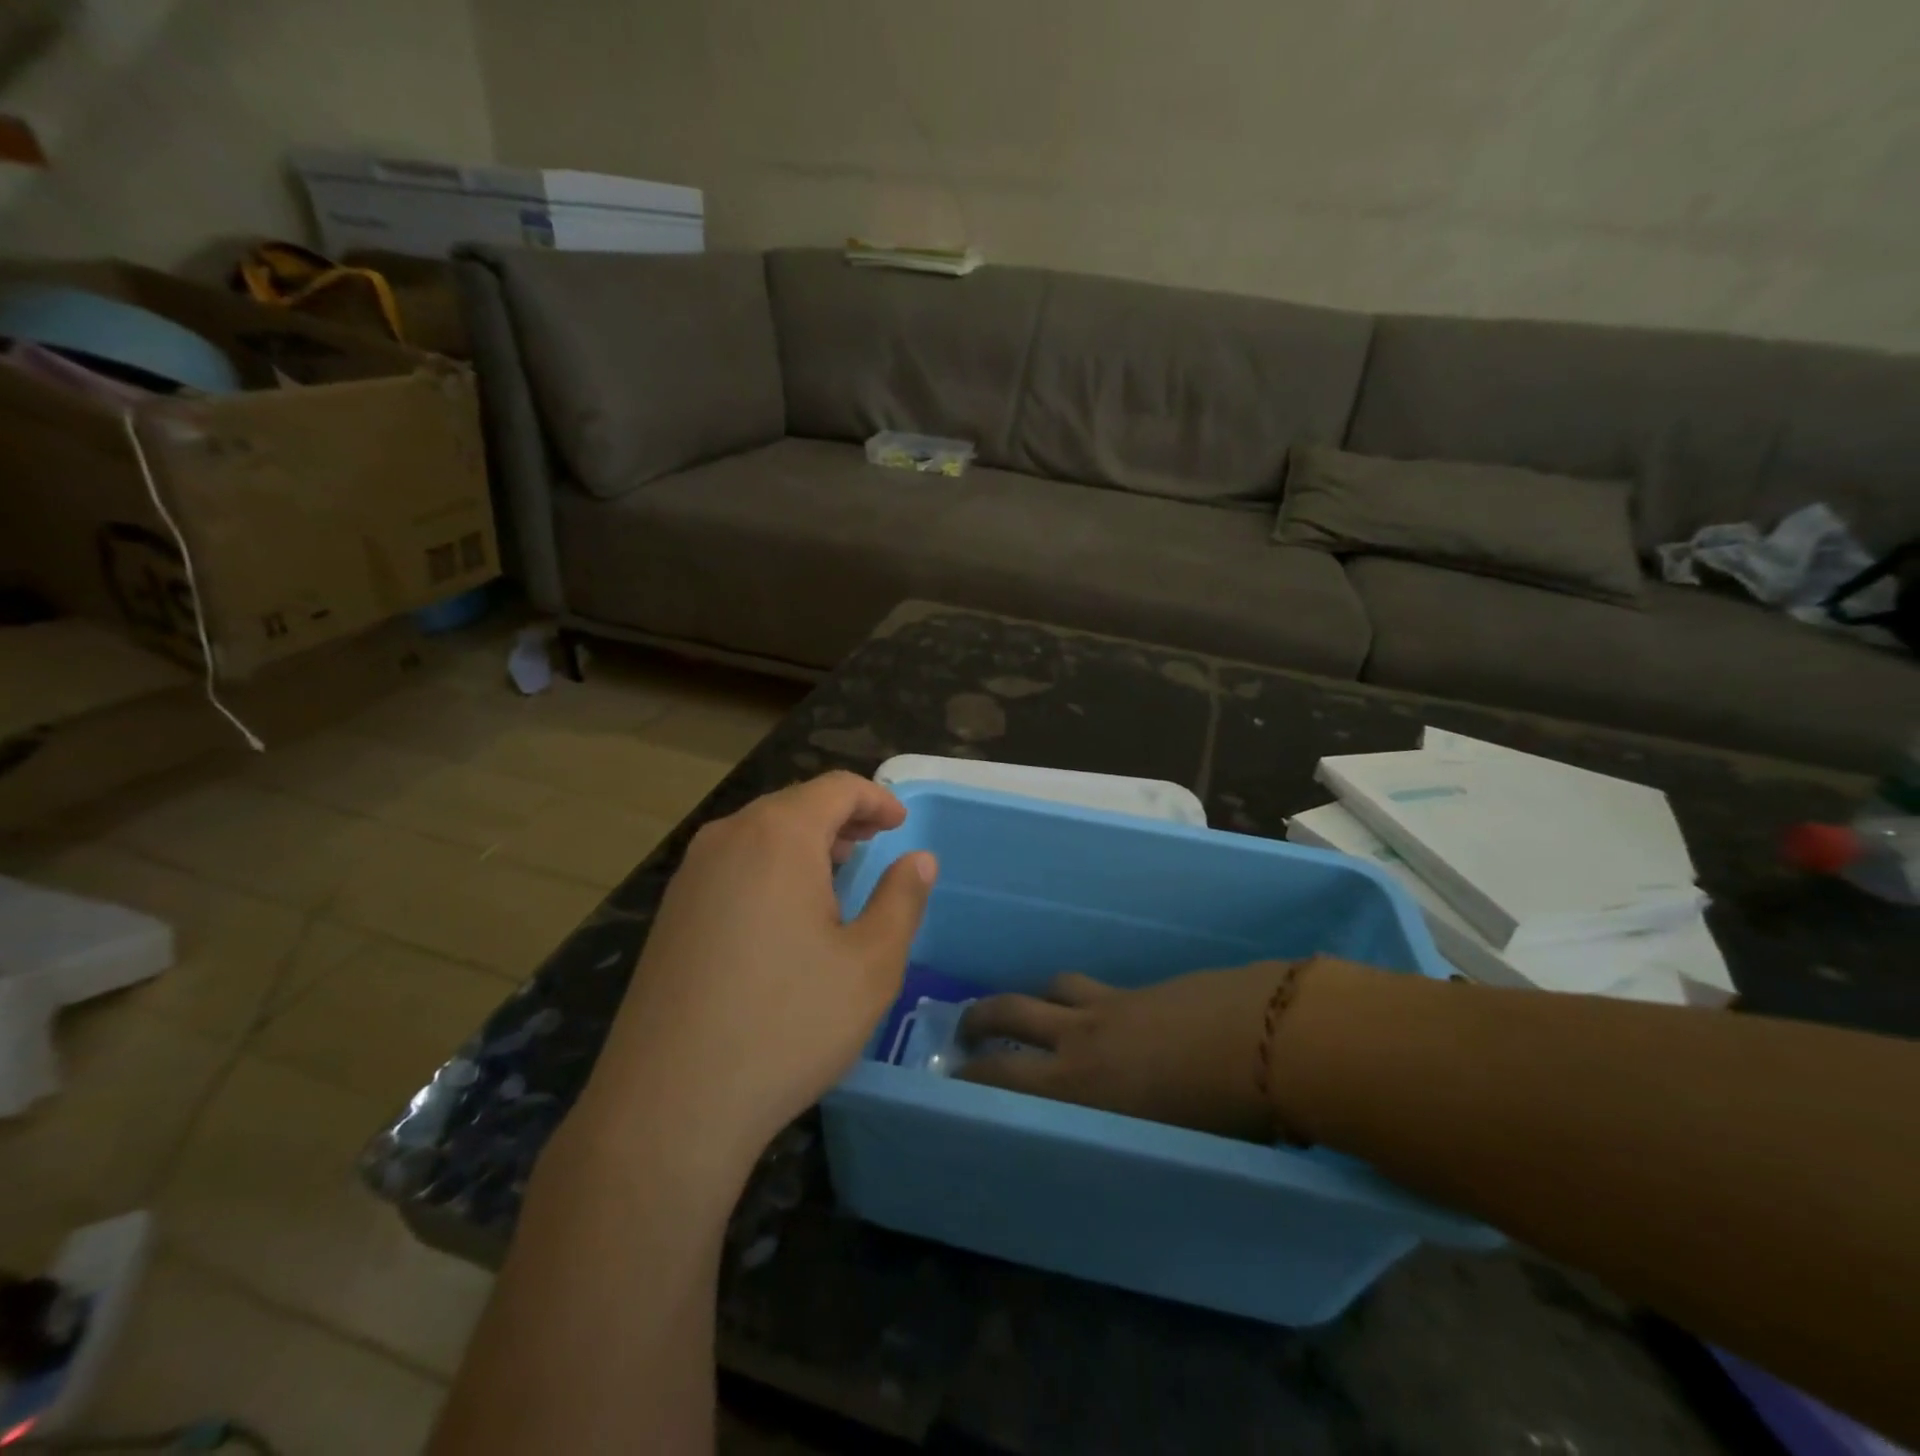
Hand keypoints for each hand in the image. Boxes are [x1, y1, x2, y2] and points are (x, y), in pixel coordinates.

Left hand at [585, 773, 936, 1165]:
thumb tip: (919, 859)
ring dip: (804, 842)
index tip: (900, 824)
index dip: (875, 798)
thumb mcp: (870, 964)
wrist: (671, 1104)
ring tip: (836, 875)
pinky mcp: (671, 914)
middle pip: (793, 804)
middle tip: (874, 845)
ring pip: (758, 834)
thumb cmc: (788, 1025)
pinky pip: (731, 865)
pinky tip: (785, 915)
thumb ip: (902, 899)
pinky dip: (770, 868)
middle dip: (840, 818)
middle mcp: (726, 840)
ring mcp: (690, 877)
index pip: (834, 787)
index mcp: (778, 837)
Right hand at [957, 961, 1301, 1140]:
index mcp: (1079, 1085)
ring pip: (1052, 988)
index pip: (1001, 1074)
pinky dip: (1083, 999)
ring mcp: (1114, 1003)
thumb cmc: (1224, 1116)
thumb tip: (1106, 1151)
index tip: (951, 1078)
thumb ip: (1123, 1143)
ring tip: (1032, 1011)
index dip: (970, 1073)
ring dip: (1033, 998)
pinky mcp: (1145, 987)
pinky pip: (1096, 987)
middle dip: (980, 1017)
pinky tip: (1106, 1015)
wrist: (1273, 1040)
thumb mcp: (1163, 1150)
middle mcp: (1082, 1037)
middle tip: (965, 1027)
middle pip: (1011, 1011)